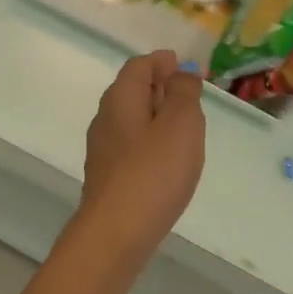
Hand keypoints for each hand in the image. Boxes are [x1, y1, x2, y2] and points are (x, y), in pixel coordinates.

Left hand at [77, 50, 205, 259]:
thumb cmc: (154, 171)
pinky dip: (151, 142)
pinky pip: (132, 147)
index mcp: (120, 98)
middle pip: (131, 91)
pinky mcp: (108, 177)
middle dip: (159, 87)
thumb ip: (184, 94)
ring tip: (185, 127)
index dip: (162, 62)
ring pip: (131, 121)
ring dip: (156, 116)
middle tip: (189, 93)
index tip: (185, 65)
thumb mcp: (181, 123)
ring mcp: (104, 151)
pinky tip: (167, 160)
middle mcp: (106, 119)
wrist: (117, 231)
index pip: (138, 66)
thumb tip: (182, 73)